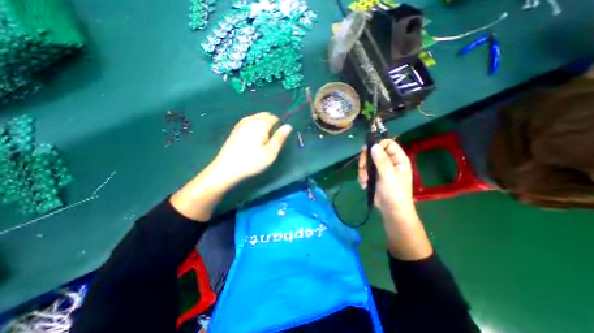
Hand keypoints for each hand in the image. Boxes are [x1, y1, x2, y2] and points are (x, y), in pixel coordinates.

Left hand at [212, 111, 292, 184]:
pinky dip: (254, 127)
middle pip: (265, 115)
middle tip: (269, 141)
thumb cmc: (252, 161)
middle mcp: (250, 119)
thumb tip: (289, 126)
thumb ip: (280, 137)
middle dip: (270, 124)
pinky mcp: (235, 129)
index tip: (276, 140)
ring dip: (262, 125)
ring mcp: (241, 123)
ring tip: (261, 142)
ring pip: (257, 118)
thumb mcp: (270, 152)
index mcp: (260, 124)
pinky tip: (252, 141)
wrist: (227, 169)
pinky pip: (249, 122)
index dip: (279, 127)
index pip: (274, 118)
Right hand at [360, 139, 414, 219]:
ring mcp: (382, 169)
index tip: (367, 151)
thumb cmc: (394, 192)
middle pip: (374, 152)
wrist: (392, 210)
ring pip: (368, 161)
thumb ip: (381, 160)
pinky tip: (364, 184)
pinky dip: (362, 176)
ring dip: (363, 170)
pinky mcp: (375, 175)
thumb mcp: (388, 175)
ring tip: (363, 180)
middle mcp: (390, 161)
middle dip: (366, 160)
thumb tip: (374, 145)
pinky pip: (365, 170)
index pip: (388, 144)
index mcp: (398, 159)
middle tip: (362, 168)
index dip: (377, 145)